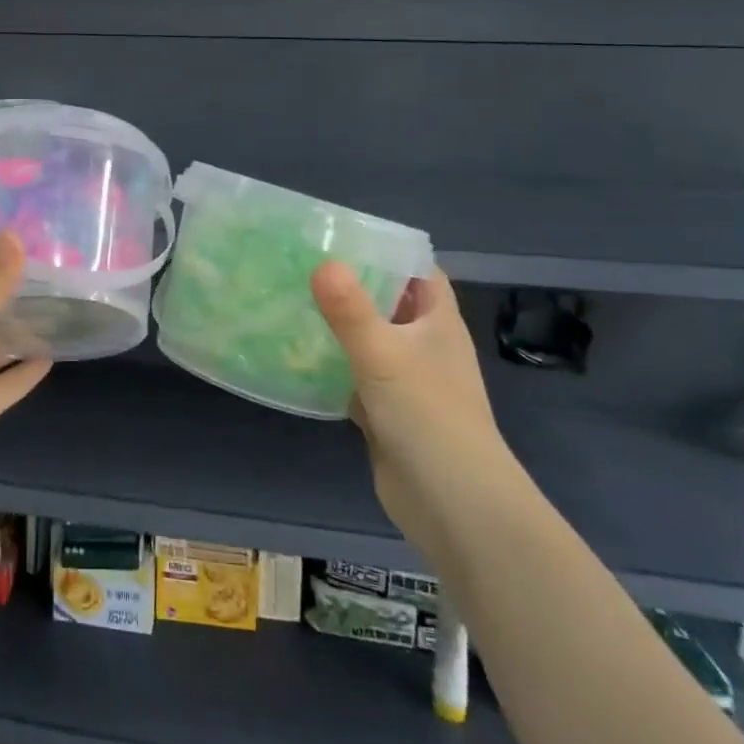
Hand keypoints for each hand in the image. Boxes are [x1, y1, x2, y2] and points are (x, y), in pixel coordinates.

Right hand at [311, 265, 508, 539]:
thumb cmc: (427, 415)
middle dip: (352, 286)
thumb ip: (349, 310)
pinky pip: (354, 378)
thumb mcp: (383, 354)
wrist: (452, 504)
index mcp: (438, 323)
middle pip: (389, 304)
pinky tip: (295, 356)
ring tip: (290, 302)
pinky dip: (331, 367)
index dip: (390, 252)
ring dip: (338, 327)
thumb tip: (321, 263)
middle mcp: (425, 347)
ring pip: (368, 342)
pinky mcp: (386, 412)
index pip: (420, 272)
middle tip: (302, 266)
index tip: (344, 238)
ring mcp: (406, 382)